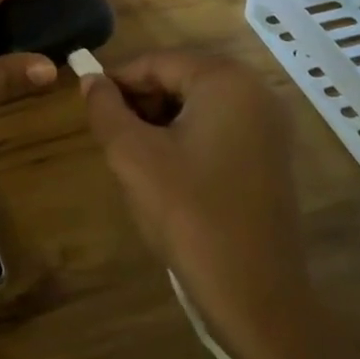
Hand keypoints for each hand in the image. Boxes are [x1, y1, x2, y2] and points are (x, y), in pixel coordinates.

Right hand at [81, 52, 310, 351]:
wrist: (256, 297)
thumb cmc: (190, 216)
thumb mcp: (133, 157)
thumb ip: (105, 109)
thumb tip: (90, 80)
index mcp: (226, 81)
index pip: (156, 62)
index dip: (116, 82)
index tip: (89, 109)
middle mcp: (255, 91)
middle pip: (178, 79)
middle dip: (140, 104)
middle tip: (113, 142)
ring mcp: (269, 125)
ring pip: (196, 105)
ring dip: (159, 124)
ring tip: (137, 162)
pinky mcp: (270, 156)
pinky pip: (217, 129)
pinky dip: (186, 141)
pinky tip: (168, 177)